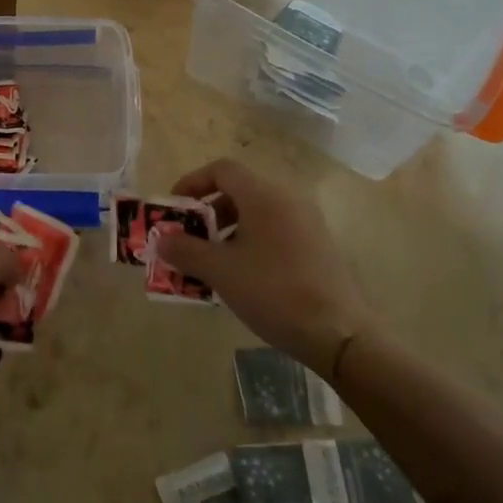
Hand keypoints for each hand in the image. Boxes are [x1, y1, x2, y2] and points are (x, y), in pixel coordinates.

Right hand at [155, 158, 374, 376]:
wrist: (340, 333)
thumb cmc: (274, 292)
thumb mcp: (221, 272)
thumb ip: (186, 250)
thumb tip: (162, 238)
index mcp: (264, 196)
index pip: (222, 169)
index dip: (193, 182)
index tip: (175, 209)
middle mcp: (288, 199)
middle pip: (240, 190)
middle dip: (208, 211)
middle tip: (191, 239)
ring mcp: (308, 222)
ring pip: (258, 212)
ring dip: (229, 229)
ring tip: (214, 262)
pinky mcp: (319, 245)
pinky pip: (276, 230)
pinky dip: (252, 241)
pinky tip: (245, 275)